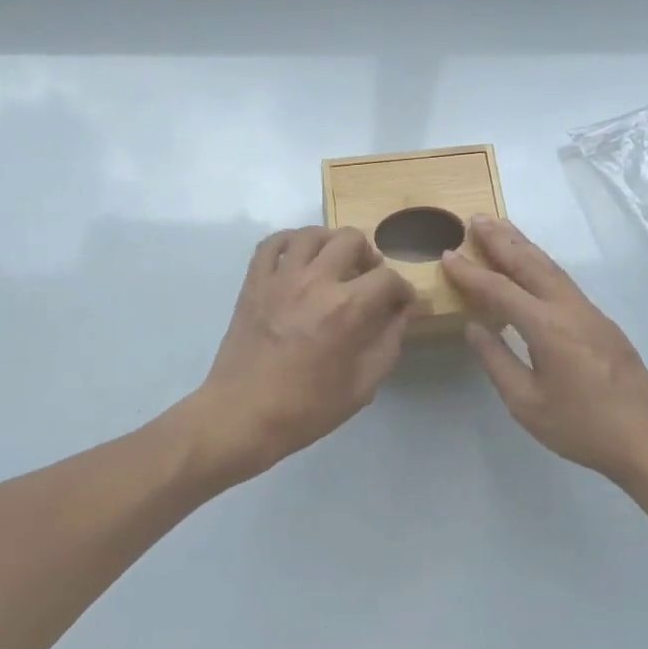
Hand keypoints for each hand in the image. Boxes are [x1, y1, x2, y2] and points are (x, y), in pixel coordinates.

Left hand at [193, 227, 415, 479]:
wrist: (242, 415)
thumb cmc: (307, 408)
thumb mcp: (363, 385)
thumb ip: (389, 341)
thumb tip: (405, 311)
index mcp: (347, 308)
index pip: (388, 278)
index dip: (403, 290)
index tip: (402, 303)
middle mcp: (316, 281)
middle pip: (352, 240)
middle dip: (369, 257)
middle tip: (368, 280)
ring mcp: (281, 277)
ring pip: (312, 233)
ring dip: (332, 244)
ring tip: (335, 264)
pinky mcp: (254, 281)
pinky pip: (273, 243)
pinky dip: (291, 242)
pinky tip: (299, 258)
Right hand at [443, 216, 647, 484]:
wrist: (647, 439)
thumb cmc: (581, 427)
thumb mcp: (526, 403)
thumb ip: (497, 361)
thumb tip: (474, 327)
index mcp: (547, 327)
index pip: (500, 289)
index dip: (470, 272)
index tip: (447, 254)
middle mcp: (569, 308)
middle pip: (530, 263)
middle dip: (501, 239)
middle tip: (476, 218)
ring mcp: (590, 312)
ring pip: (551, 268)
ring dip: (523, 245)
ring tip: (501, 227)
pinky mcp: (601, 321)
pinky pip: (564, 281)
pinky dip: (541, 264)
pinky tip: (532, 265)